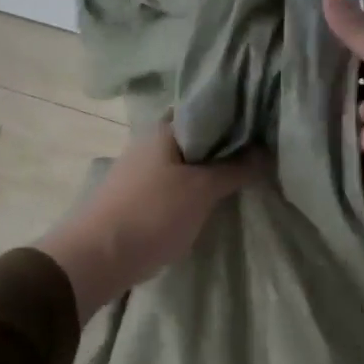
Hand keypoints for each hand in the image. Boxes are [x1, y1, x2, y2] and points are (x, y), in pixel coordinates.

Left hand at [38, 119, 260, 318]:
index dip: (235, 112)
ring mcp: (140, 169)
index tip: (263, 122)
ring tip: (244, 175)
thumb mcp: (202, 190)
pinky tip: (213, 198)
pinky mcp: (137, 196)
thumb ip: (235, 169)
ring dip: (210, 167)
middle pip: (196, 134)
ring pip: (185, 160)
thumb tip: (266, 151)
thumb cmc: (152, 214)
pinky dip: (194, 186)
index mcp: (165, 128)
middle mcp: (150, 141)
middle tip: (262, 151)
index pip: (205, 106)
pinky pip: (174, 182)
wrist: (97, 258)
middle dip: (226, 143)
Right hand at [322, 0, 363, 287]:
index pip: (358, 59)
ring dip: (357, 129)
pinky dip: (360, 155)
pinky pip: (352, 160)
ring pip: (347, 129)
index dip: (336, 55)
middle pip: (348, 96)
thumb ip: (361, 33)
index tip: (308, 50)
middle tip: (354, 100)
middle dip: (345, 98)